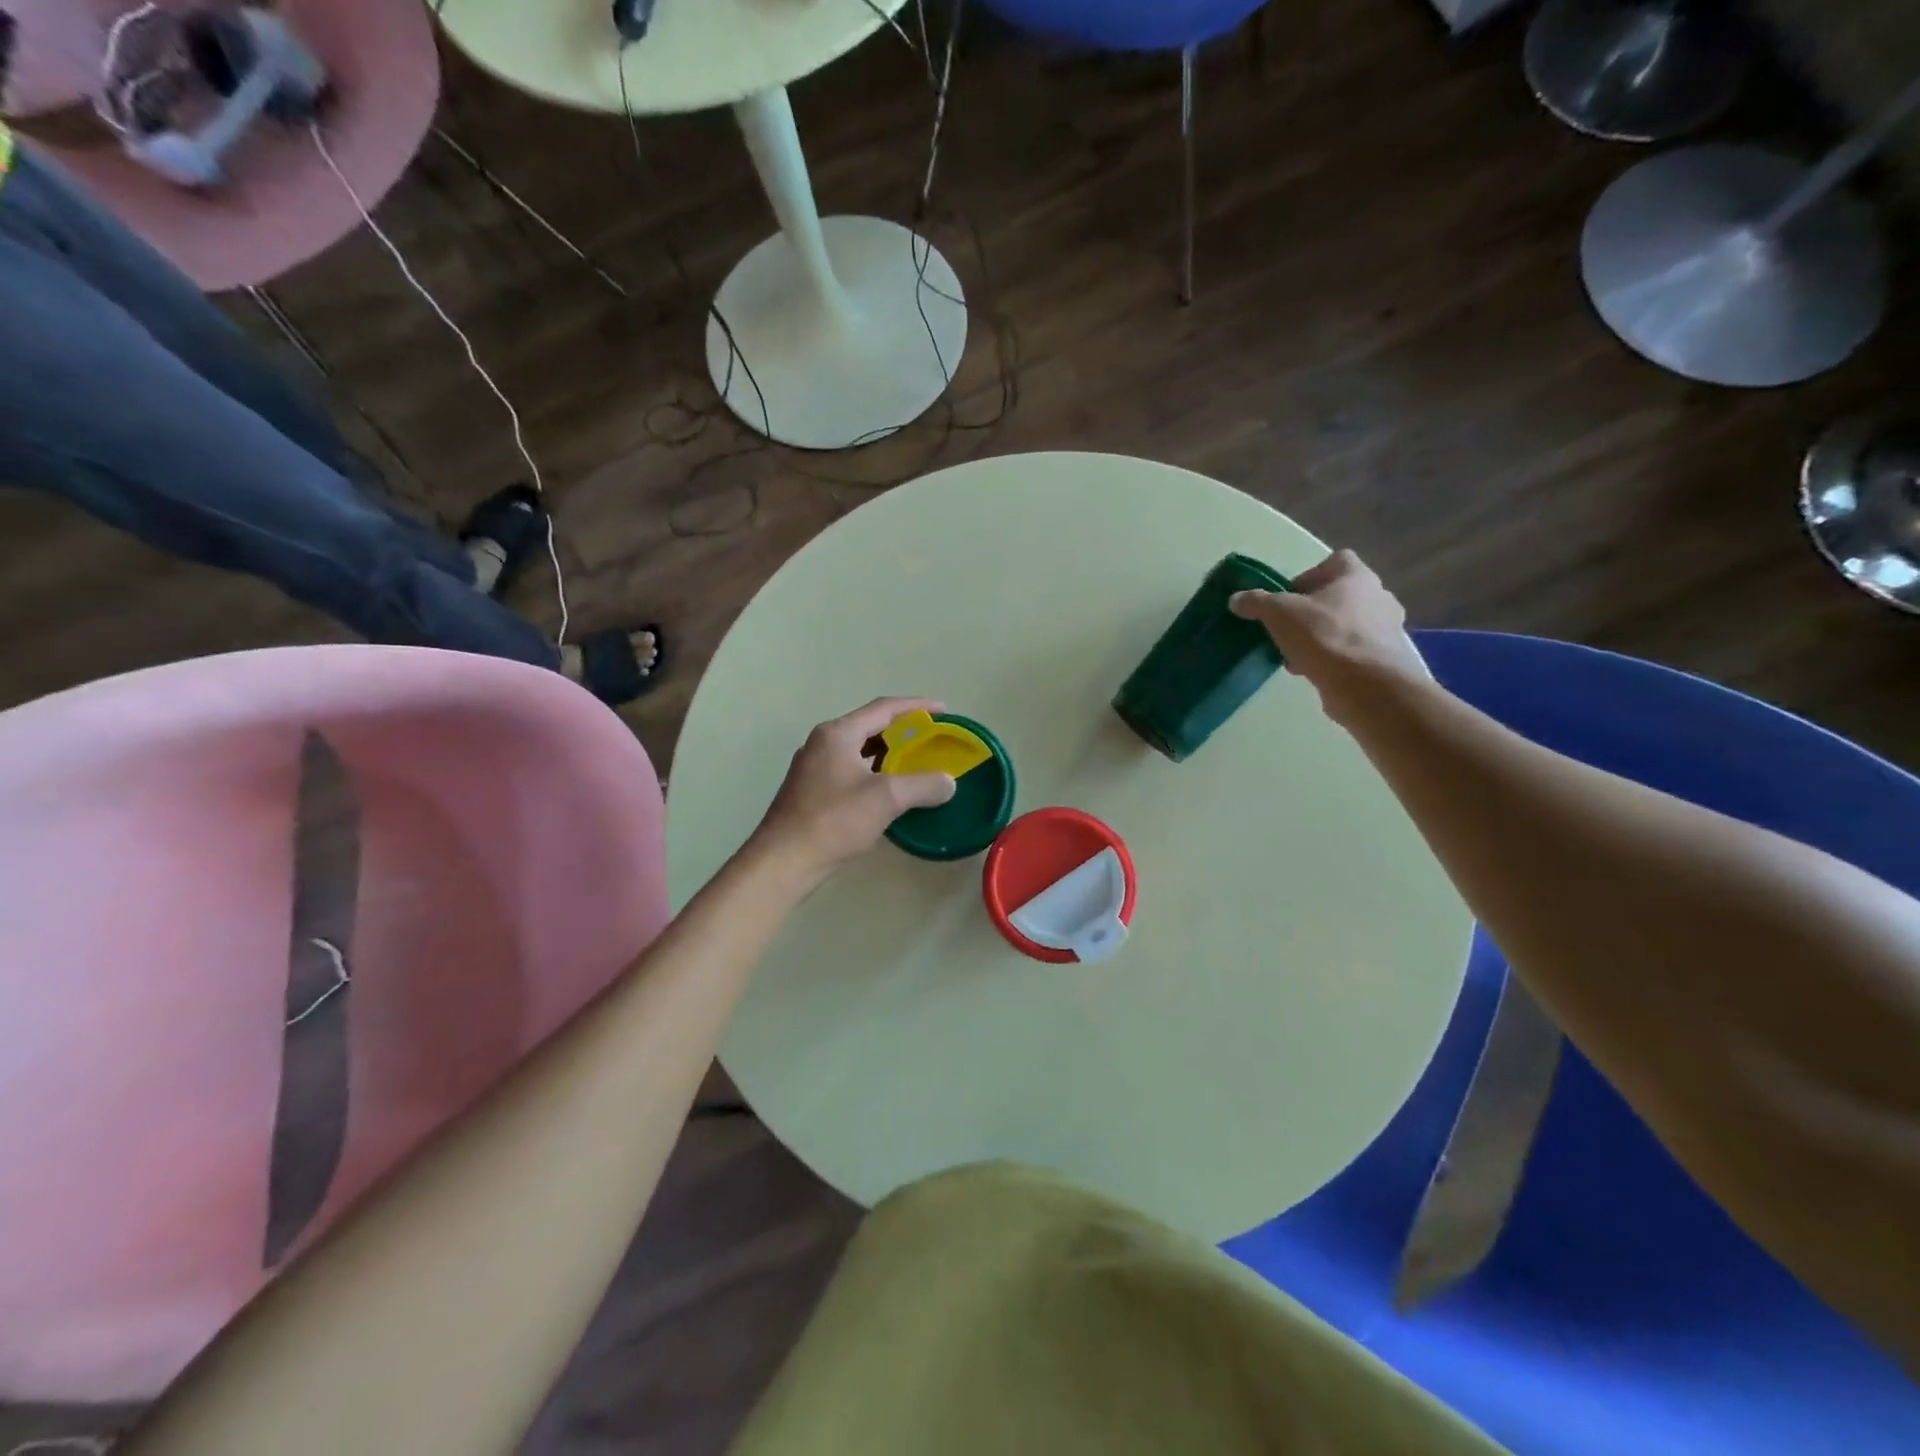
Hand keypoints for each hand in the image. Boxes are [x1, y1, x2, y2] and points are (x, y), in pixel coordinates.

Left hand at [751, 698, 958, 881]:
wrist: (784, 861)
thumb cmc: (833, 821)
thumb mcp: (886, 798)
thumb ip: (923, 785)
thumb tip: (948, 782)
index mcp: (838, 733)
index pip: (884, 708)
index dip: (917, 707)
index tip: (944, 710)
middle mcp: (823, 742)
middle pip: (871, 726)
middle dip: (904, 731)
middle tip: (933, 739)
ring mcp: (814, 767)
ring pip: (860, 750)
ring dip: (889, 754)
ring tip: (917, 763)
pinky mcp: (812, 790)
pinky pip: (852, 770)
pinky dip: (875, 772)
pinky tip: (890, 790)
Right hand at [1228, 549, 1426, 715]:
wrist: (1366, 684)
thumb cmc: (1324, 636)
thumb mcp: (1279, 614)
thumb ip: (1257, 602)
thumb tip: (1236, 599)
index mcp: (1357, 576)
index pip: (1336, 560)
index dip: (1309, 575)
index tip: (1288, 597)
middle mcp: (1378, 596)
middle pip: (1337, 596)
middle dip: (1310, 612)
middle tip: (1287, 628)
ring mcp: (1385, 629)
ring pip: (1343, 625)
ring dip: (1318, 637)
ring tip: (1294, 655)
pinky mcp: (1383, 658)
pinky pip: (1351, 651)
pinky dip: (1331, 658)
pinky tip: (1311, 672)